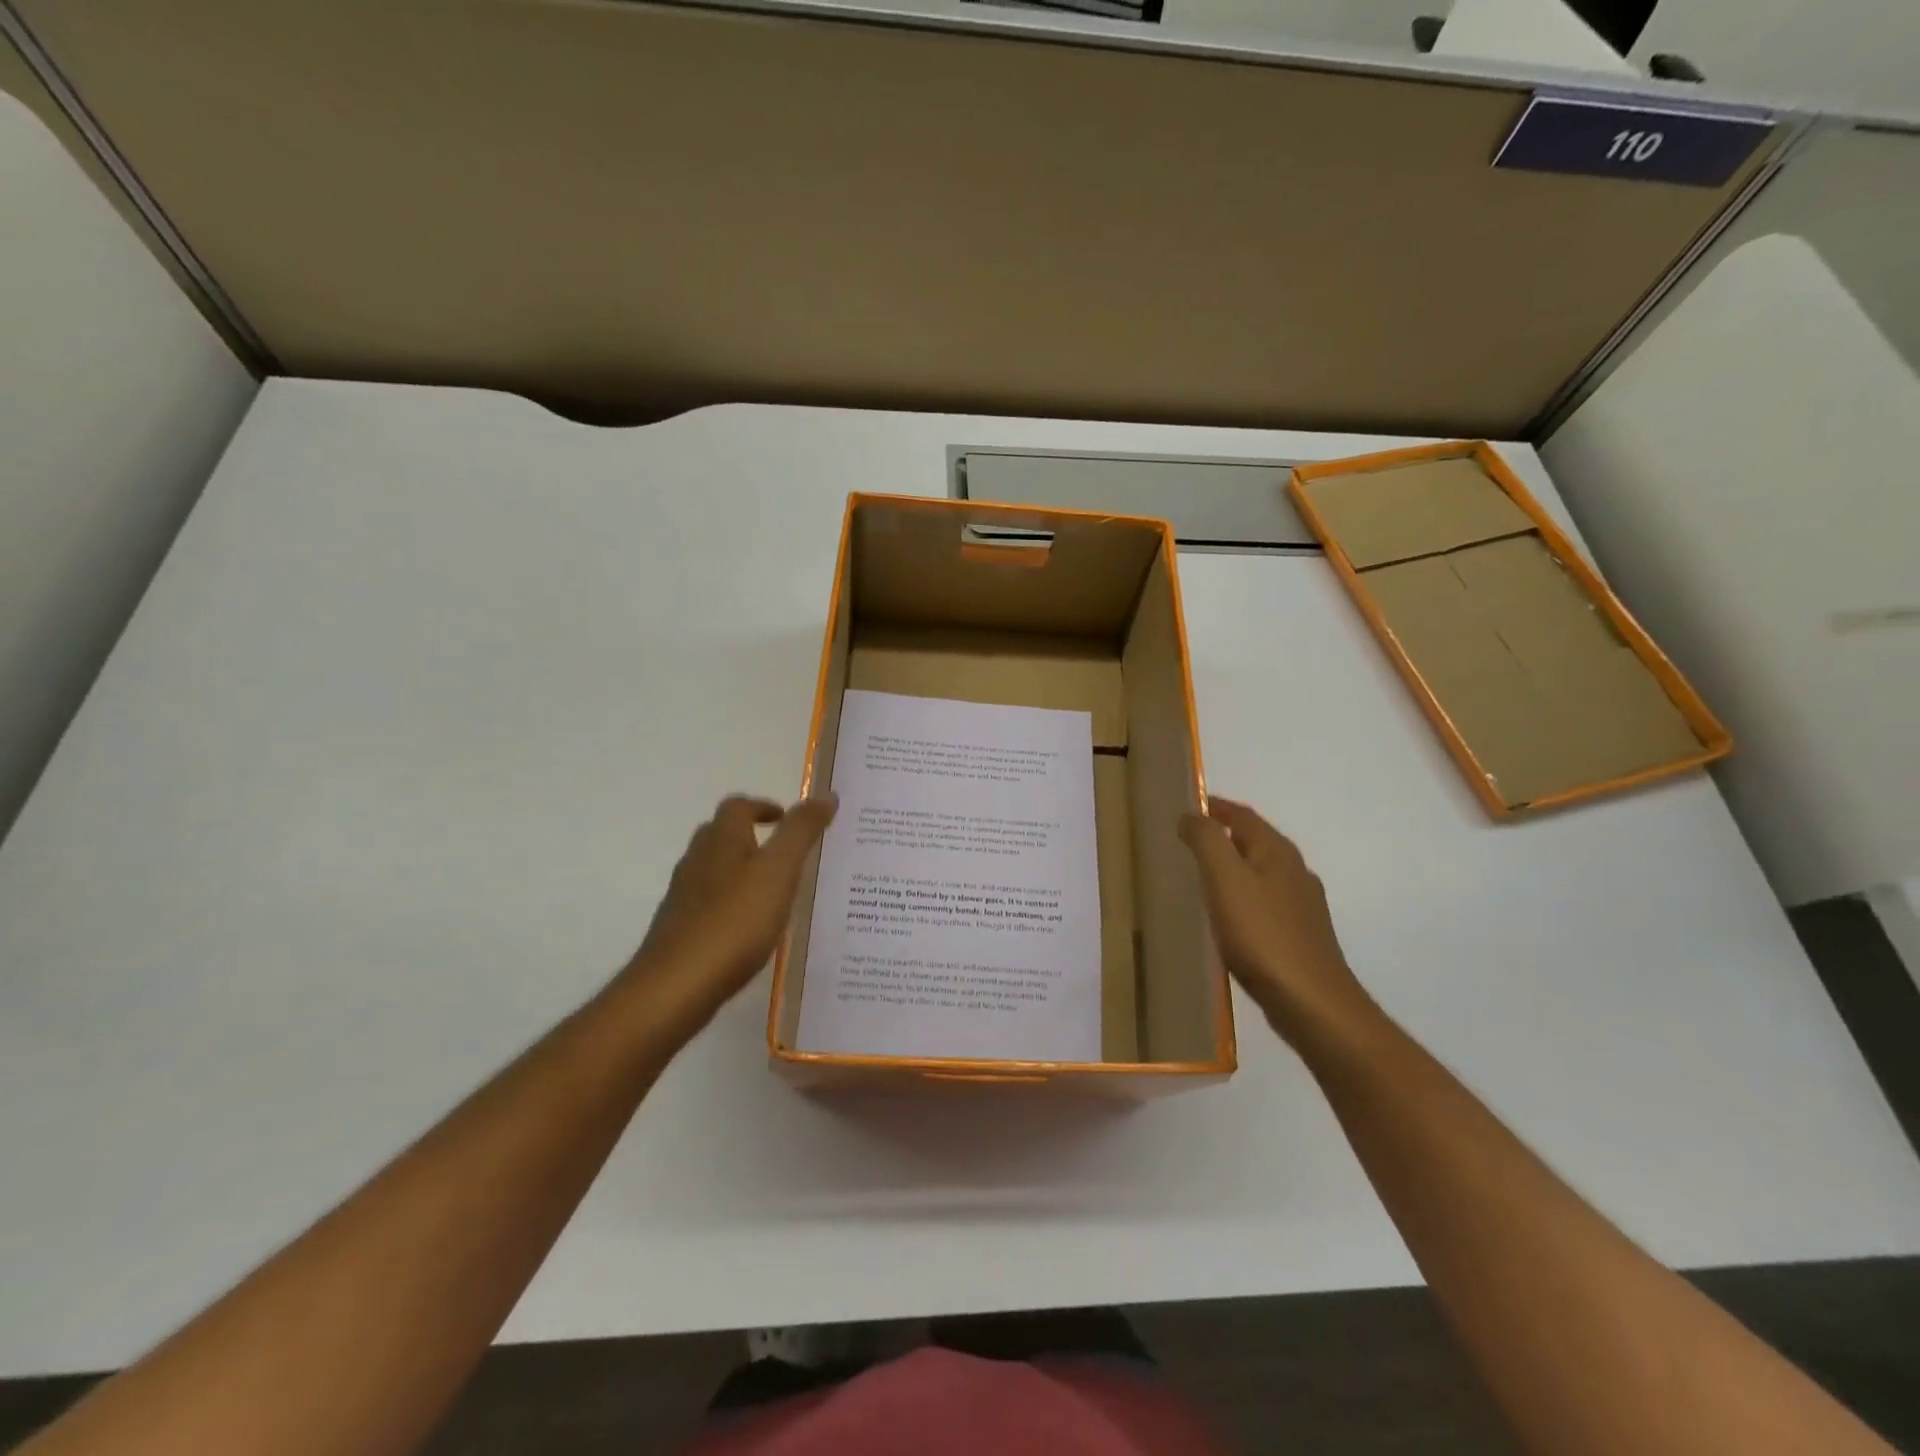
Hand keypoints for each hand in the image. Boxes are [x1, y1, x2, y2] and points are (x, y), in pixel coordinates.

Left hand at [622, 794, 837, 1033]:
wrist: (676, 986)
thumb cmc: (734, 921)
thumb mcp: (779, 870)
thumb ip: (801, 831)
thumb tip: (826, 795)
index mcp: (721, 840)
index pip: (738, 807)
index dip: (763, 806)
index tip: (787, 818)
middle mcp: (697, 861)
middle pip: (721, 835)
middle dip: (751, 836)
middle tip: (785, 852)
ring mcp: (684, 897)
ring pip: (714, 870)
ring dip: (741, 870)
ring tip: (774, 890)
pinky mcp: (681, 929)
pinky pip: (710, 903)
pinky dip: (732, 903)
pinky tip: (750, 928)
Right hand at [1179, 797, 1376, 1045]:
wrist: (1312, 1003)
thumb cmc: (1262, 935)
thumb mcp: (1225, 879)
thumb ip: (1206, 840)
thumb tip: (1191, 815)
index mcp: (1277, 852)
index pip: (1243, 815)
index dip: (1216, 807)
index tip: (1188, 806)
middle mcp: (1294, 871)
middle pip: (1256, 841)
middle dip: (1224, 834)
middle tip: (1188, 839)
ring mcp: (1302, 906)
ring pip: (1262, 872)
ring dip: (1234, 866)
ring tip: (1203, 875)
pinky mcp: (1300, 936)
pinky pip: (1266, 902)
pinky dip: (1243, 896)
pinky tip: (1229, 917)